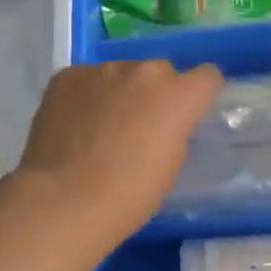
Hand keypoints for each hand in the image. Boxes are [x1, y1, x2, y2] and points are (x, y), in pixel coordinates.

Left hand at [11, 60, 224, 243]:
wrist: (64, 201)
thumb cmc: (128, 196)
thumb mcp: (170, 165)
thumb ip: (173, 130)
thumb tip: (161, 122)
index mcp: (178, 95)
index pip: (207, 76)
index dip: (198, 95)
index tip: (186, 115)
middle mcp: (143, 72)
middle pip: (159, 72)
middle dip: (154, 93)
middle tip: (137, 127)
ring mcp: (100, 69)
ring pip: (119, 75)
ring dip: (117, 93)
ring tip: (98, 129)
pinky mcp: (66, 76)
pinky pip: (85, 81)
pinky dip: (84, 97)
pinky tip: (72, 126)